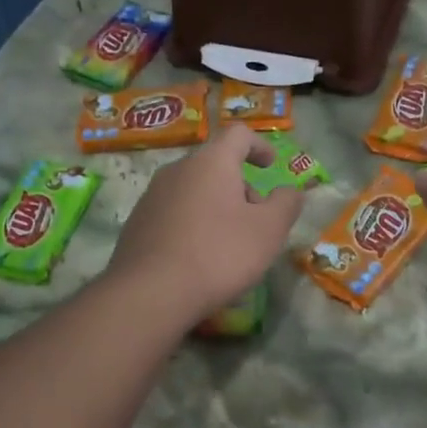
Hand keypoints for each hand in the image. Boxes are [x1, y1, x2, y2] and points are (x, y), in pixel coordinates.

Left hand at [107, 123, 304, 323]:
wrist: (150, 293)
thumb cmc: (219, 254)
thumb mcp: (268, 231)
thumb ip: (286, 204)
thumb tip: (289, 191)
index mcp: (211, 162)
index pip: (238, 134)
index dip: (260, 145)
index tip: (271, 165)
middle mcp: (177, 170)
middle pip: (215, 166)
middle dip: (240, 187)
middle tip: (256, 221)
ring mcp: (152, 196)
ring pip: (194, 192)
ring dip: (217, 208)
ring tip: (229, 245)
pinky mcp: (137, 224)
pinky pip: (175, 215)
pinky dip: (194, 226)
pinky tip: (200, 260)